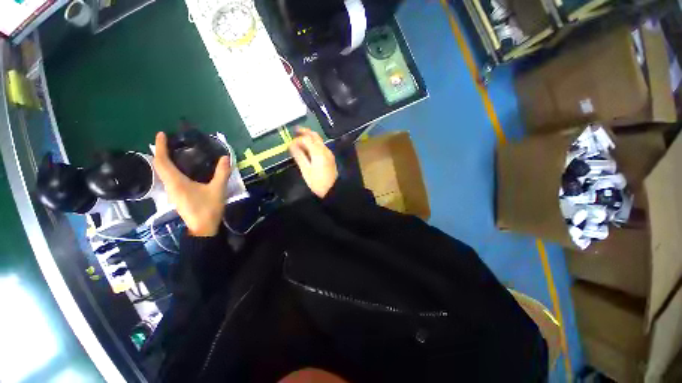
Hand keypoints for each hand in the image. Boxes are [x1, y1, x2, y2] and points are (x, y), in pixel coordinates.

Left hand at [153, 132, 230, 236]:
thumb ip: (222, 173)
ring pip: (163, 173)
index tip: (161, 134)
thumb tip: (225, 157)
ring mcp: (172, 192)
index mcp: (176, 182)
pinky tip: (181, 168)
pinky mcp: (177, 196)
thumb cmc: (208, 208)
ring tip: (174, 152)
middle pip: (159, 166)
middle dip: (161, 152)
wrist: (203, 228)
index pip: (162, 162)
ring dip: (165, 160)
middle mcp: (170, 186)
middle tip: (168, 141)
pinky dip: (170, 169)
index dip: (160, 147)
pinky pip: (169, 178)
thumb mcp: (218, 189)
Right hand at [289, 127, 337, 197]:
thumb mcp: (306, 170)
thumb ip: (299, 156)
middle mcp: (325, 149)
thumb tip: (291, 146)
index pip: (306, 139)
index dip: (297, 139)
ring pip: (319, 140)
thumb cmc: (317, 182)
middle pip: (314, 135)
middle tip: (295, 130)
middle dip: (304, 132)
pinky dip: (313, 143)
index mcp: (318, 152)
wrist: (333, 190)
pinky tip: (308, 148)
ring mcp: (328, 153)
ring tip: (299, 139)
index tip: (290, 144)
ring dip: (309, 137)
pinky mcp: (330, 157)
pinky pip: (321, 146)